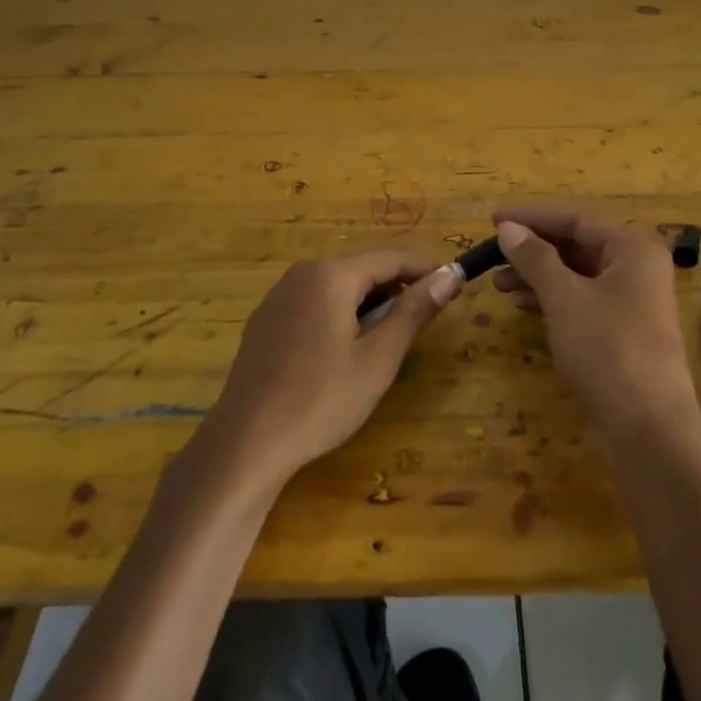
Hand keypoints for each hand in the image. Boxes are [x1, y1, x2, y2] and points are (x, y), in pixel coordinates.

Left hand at [204, 252, 461, 484]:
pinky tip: (343, 352)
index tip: (453, 289)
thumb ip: (415, 312)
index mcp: (332, 274)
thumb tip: (451, 276)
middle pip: (363, 269)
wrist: (246, 442)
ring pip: (338, 286)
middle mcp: (302, 273)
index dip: (426, 271)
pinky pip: (314, 302)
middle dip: (396, 290)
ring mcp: (278, 295)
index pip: (391, 258)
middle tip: (421, 325)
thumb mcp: (378, 359)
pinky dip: (339, 314)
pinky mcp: (265, 319)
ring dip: (368, 304)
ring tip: (385, 343)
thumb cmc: (321, 400)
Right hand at [492, 207, 696, 440]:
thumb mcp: (564, 298)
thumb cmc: (608, 348)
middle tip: (492, 255)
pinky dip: (552, 299)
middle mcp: (637, 268)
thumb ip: (535, 258)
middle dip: (533, 250)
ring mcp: (632, 302)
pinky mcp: (623, 332)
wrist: (648, 427)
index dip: (531, 218)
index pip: (575, 219)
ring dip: (537, 276)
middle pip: (576, 246)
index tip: (493, 220)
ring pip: (576, 276)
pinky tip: (522, 304)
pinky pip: (581, 301)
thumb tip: (508, 228)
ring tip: (498, 283)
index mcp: (632, 248)